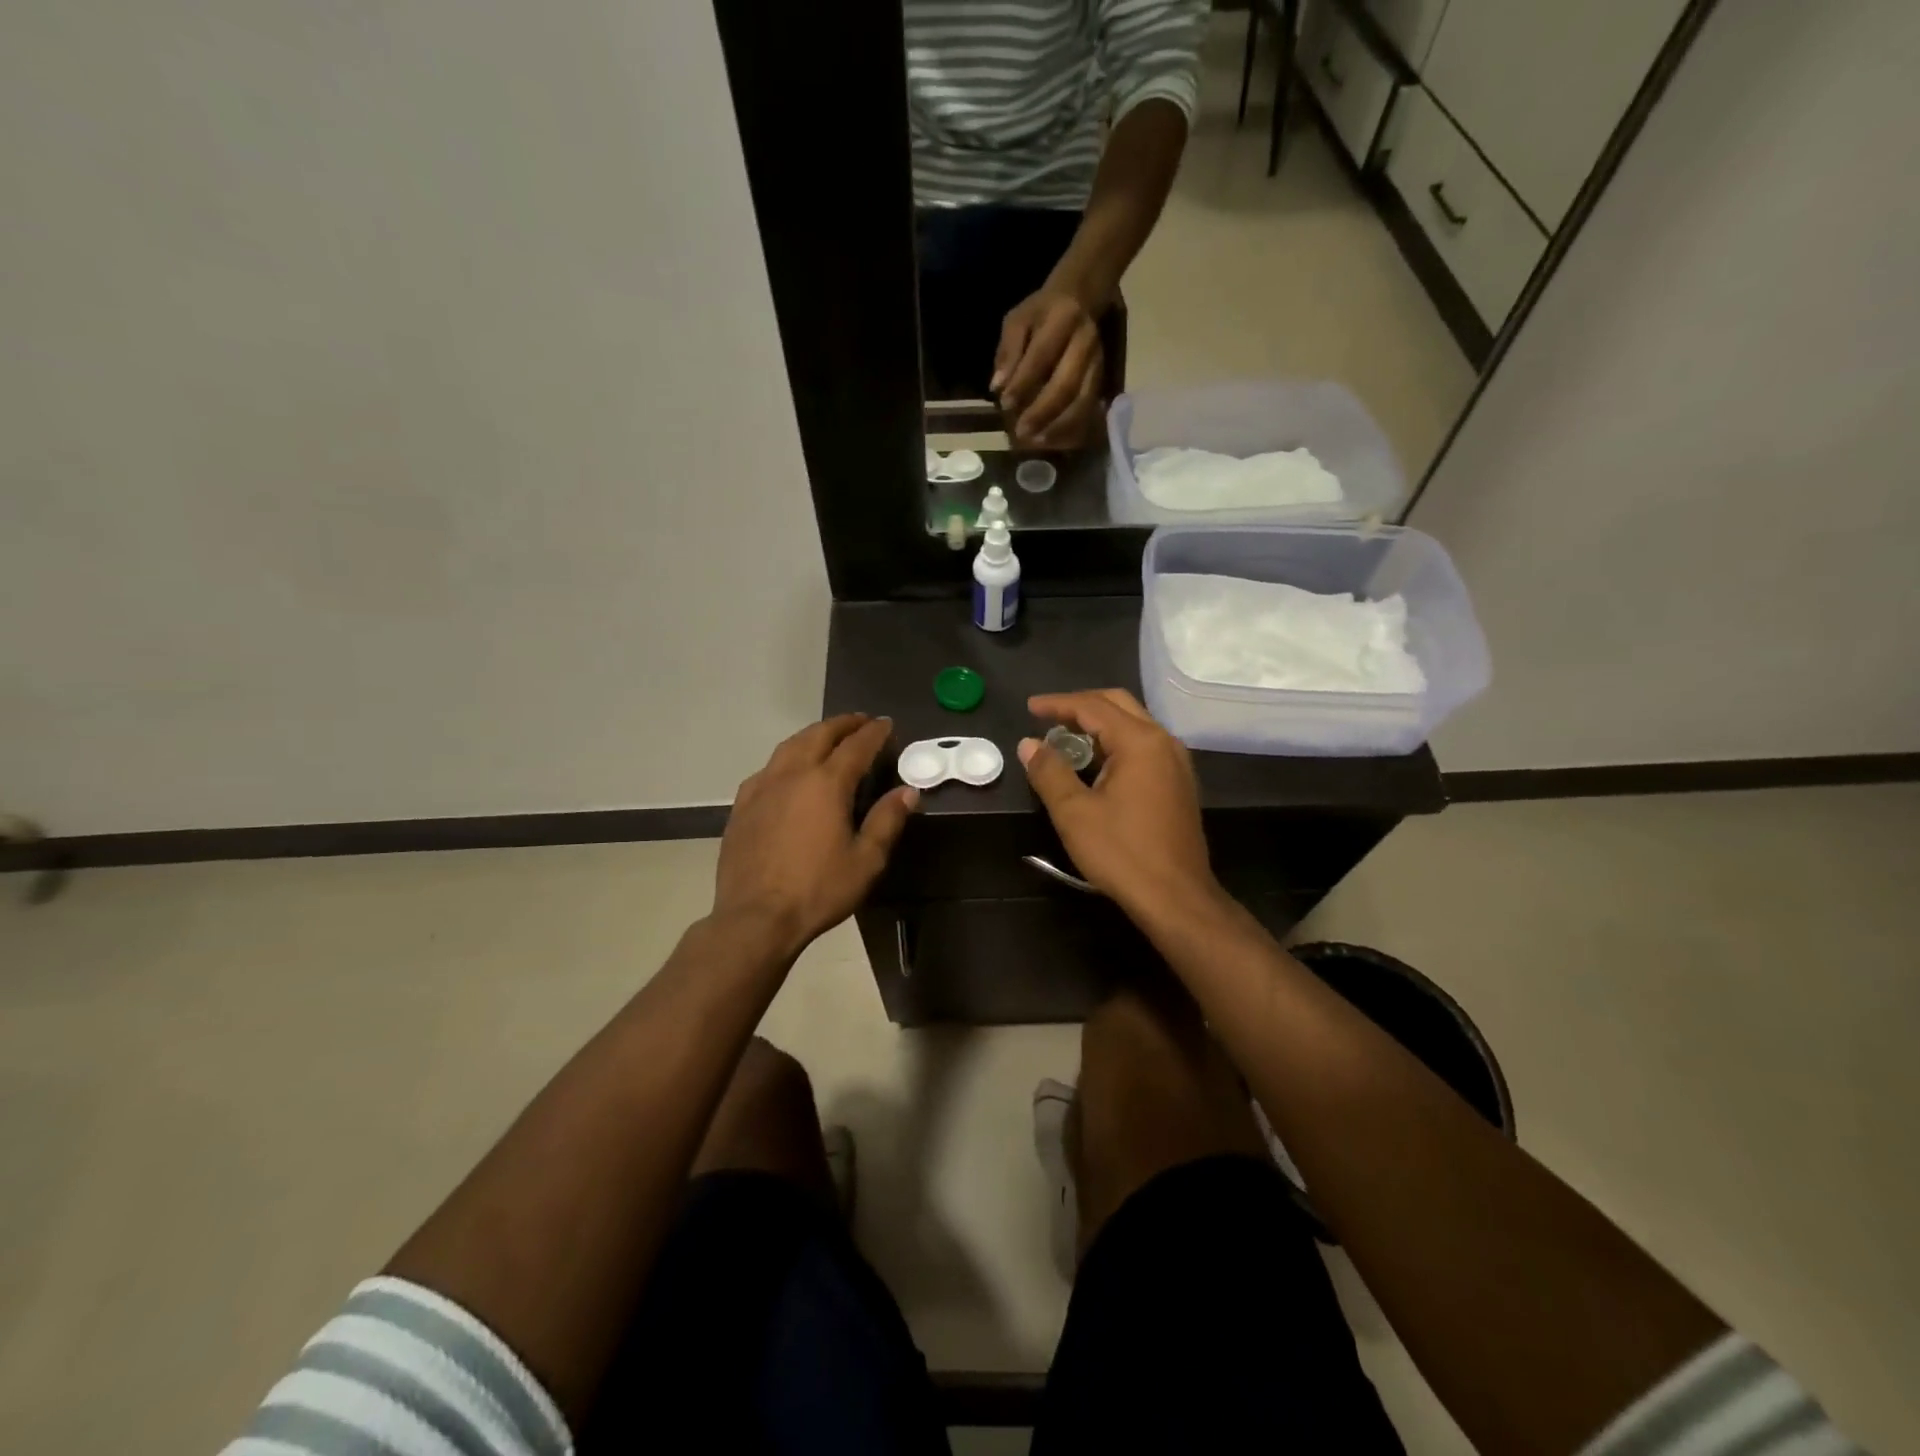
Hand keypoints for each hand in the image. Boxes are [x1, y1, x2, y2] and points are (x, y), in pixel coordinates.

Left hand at [714, 715, 917, 954]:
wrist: (755, 918)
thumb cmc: (818, 890)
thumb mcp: (866, 860)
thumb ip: (887, 820)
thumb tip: (907, 791)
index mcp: (826, 784)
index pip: (856, 746)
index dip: (874, 733)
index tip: (887, 724)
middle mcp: (793, 774)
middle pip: (819, 735)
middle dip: (843, 724)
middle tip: (860, 722)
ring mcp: (762, 787)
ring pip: (789, 746)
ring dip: (813, 735)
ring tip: (827, 736)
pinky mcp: (742, 806)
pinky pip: (767, 768)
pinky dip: (786, 758)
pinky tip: (788, 770)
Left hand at [991, 289, 1105, 448]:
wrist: (1081, 298)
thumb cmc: (1042, 312)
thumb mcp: (1018, 320)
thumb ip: (1008, 351)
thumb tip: (998, 386)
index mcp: (1063, 319)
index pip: (1041, 356)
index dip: (1023, 383)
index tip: (1005, 404)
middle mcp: (1086, 342)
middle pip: (1067, 384)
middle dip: (1043, 412)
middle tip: (1021, 432)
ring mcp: (1098, 362)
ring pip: (1083, 401)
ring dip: (1060, 426)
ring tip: (1038, 442)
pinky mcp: (1102, 378)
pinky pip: (1090, 408)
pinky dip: (1072, 427)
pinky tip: (1054, 439)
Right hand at [1018, 689, 1222, 919]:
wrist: (1176, 897)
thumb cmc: (1122, 853)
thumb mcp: (1074, 812)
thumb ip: (1049, 771)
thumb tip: (1029, 744)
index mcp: (1139, 741)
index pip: (1093, 707)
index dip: (1058, 704)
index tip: (1029, 708)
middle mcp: (1163, 742)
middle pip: (1119, 705)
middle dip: (1081, 705)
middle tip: (1048, 717)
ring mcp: (1177, 762)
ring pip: (1134, 724)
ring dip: (1099, 725)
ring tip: (1067, 738)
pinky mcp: (1179, 783)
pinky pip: (1144, 746)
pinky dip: (1116, 743)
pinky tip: (1097, 764)